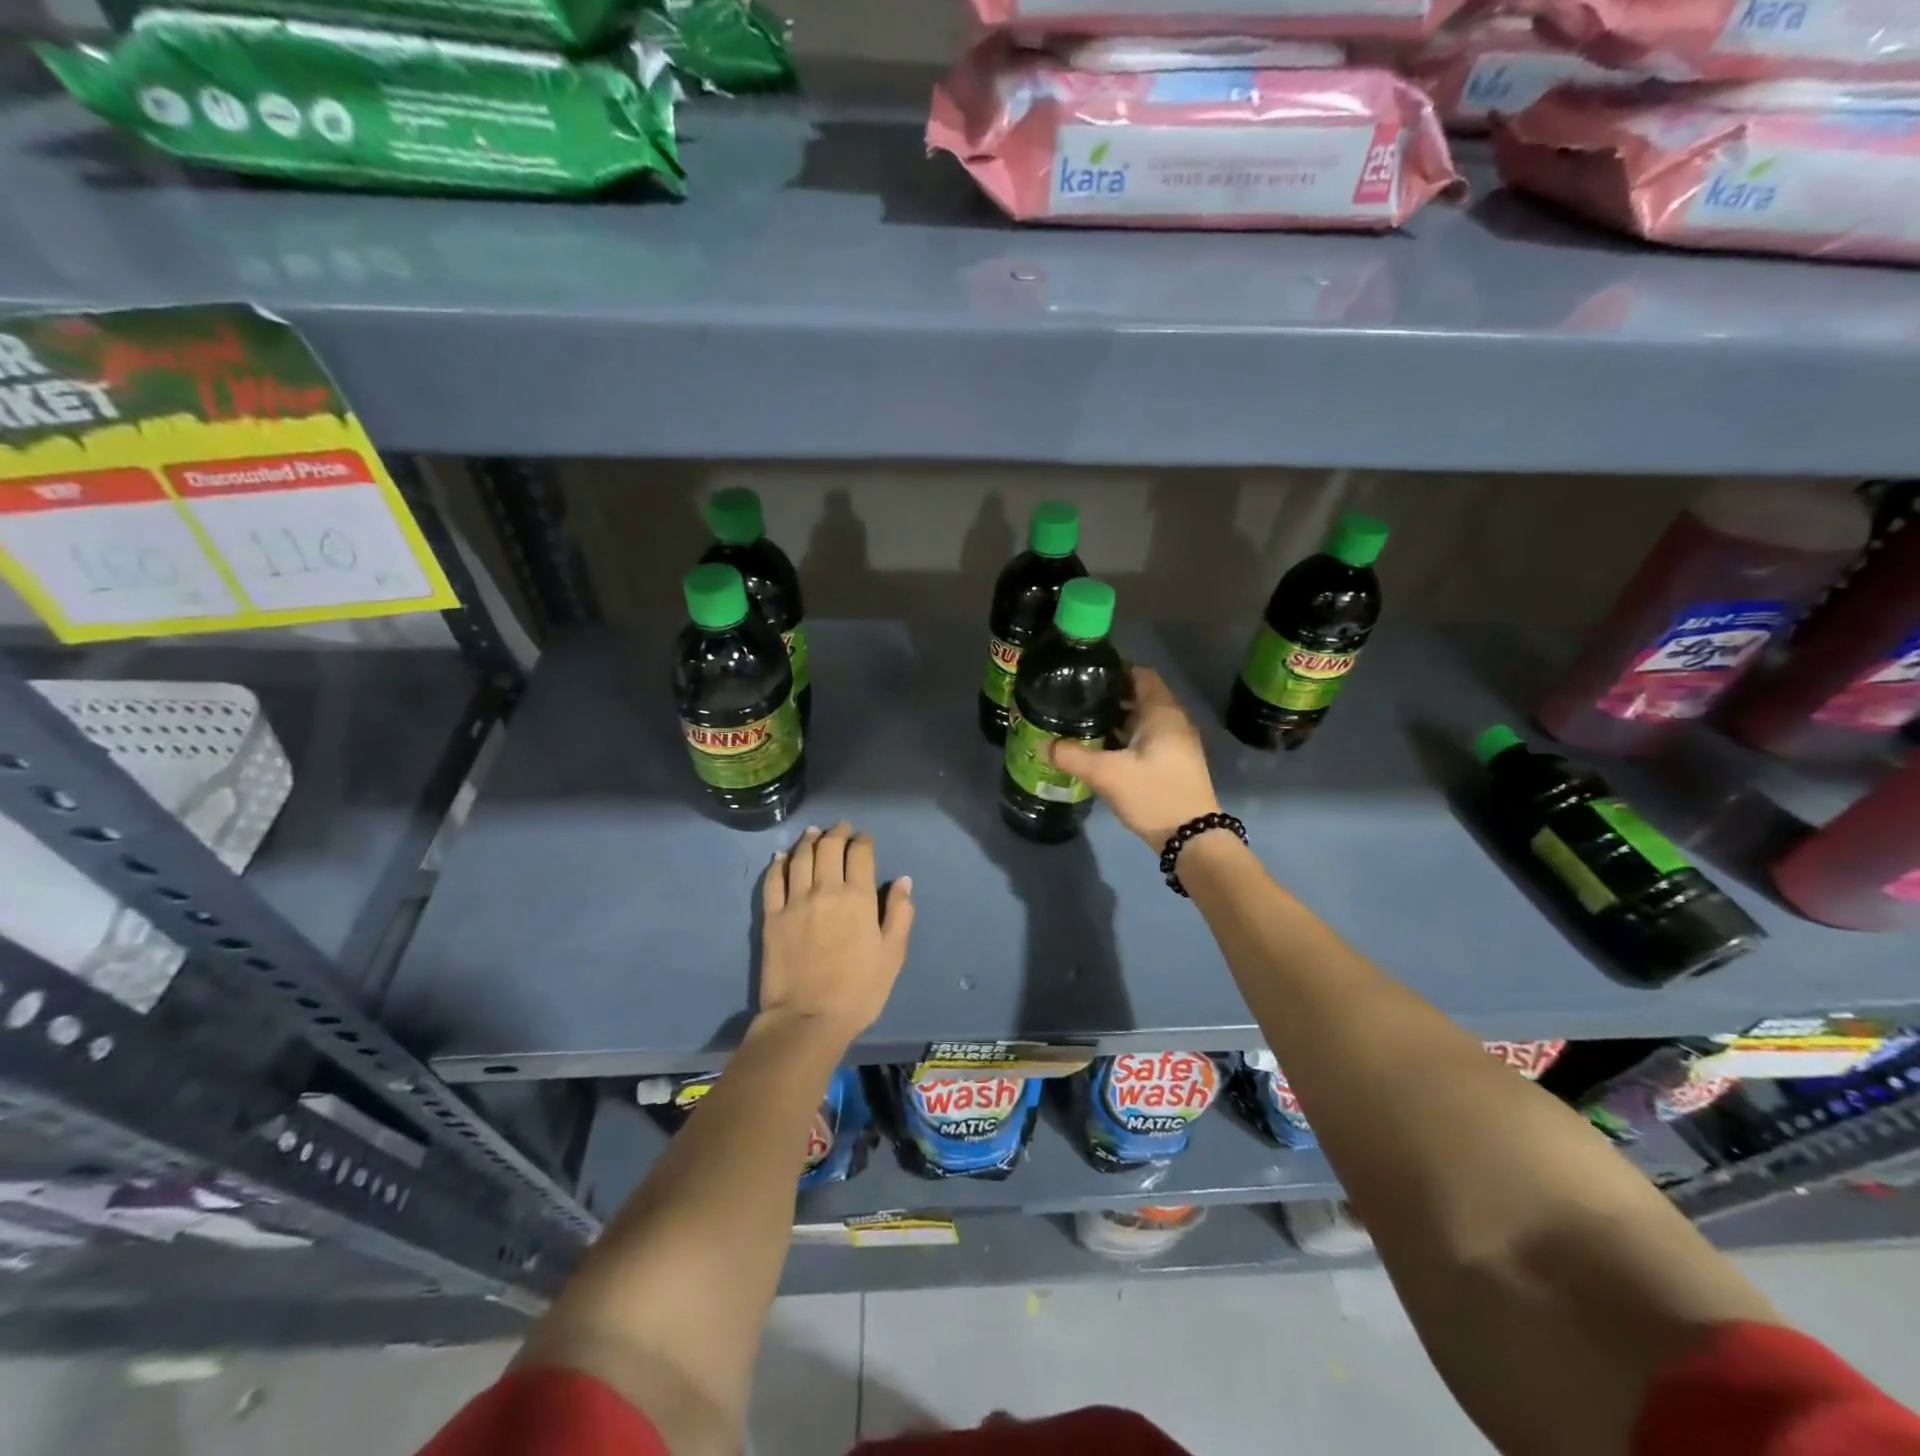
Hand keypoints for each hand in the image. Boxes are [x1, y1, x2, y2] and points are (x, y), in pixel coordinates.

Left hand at [759, 822, 914, 1041]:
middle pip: (829, 847)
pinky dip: (778, 864)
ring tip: (814, 833)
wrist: (808, 1019)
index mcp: (858, 897)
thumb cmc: (859, 990)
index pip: (860, 853)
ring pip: (800, 857)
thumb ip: (900, 913)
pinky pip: (773, 880)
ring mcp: (795, 901)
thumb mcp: (893, 954)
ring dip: (809, 841)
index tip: (865, 838)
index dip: (863, 841)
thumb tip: (904, 880)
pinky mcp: (772, 917)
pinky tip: (782, 857)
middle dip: (837, 832)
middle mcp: (825, 889)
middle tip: (842, 828)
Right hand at [1050, 667, 1220, 848]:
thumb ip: (1072, 756)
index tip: (1085, 674)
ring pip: (1142, 720)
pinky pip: (1146, 739)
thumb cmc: (1153, 794)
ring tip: (1082, 723)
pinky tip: (1101, 750)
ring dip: (1116, 720)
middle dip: (1109, 696)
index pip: (1140, 674)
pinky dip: (1125, 738)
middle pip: (1140, 697)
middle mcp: (1173, 721)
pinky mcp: (1174, 763)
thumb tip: (1043, 744)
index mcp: (1162, 713)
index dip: (1114, 670)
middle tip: (1076, 700)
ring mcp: (1177, 744)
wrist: (1192, 838)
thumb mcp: (1107, 774)